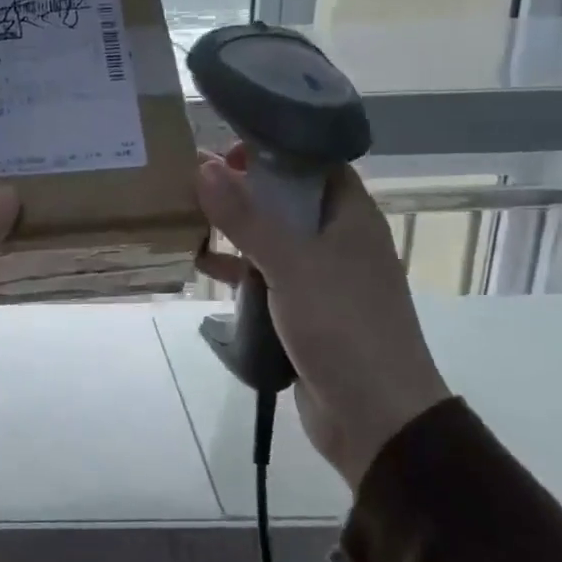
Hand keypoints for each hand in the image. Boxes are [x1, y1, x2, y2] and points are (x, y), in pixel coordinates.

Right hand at [195, 147, 449, 490]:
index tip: (227, 145)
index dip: (274, 149)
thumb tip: (203, 166)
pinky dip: (235, 267)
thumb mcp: (291, 264)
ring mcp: (320, 277)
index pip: (314, 164)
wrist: (374, 415)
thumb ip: (246, 217)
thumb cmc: (342, 326)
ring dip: (235, 227)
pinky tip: (199, 262)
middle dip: (244, 187)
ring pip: (272, 238)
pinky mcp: (302, 310)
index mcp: (351, 218)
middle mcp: (338, 240)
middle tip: (194, 175)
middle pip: (287, 199)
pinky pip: (265, 276)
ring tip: (187, 212)